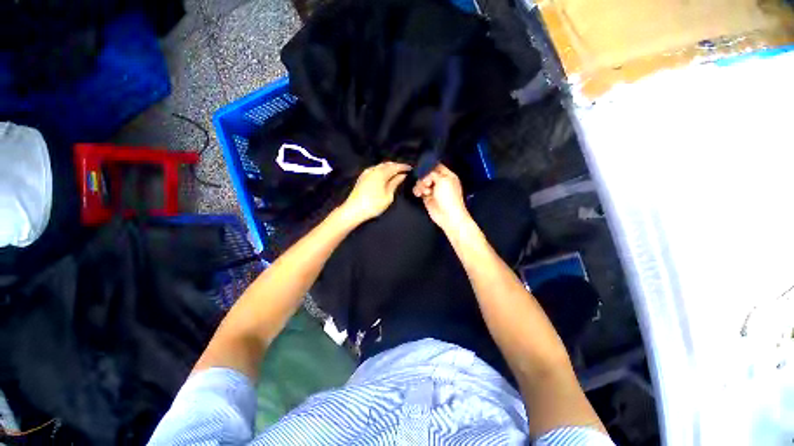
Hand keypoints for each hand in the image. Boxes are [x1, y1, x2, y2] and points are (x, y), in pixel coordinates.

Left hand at [339, 162, 410, 225]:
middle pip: (387, 164)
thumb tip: (402, 175)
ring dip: (388, 168)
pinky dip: (381, 170)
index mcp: (381, 173)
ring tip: (396, 173)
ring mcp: (366, 172)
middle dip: (396, 166)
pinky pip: (374, 169)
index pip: (395, 167)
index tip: (410, 168)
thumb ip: (395, 183)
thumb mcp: (388, 196)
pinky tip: (384, 175)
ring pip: (380, 166)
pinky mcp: (362, 177)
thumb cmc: (373, 205)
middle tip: (404, 170)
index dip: (403, 167)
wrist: (353, 210)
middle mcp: (373, 169)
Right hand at [412, 163, 469, 230]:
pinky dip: (417, 191)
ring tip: (424, 191)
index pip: (437, 166)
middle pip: (427, 174)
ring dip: (420, 185)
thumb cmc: (449, 197)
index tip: (423, 169)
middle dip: (424, 177)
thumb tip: (425, 174)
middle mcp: (440, 182)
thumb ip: (432, 173)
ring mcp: (433, 190)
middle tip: (427, 183)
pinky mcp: (427, 197)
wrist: (448, 215)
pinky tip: (419, 194)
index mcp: (447, 176)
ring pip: (422, 182)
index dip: (429, 167)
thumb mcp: (443, 180)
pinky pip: (419, 190)